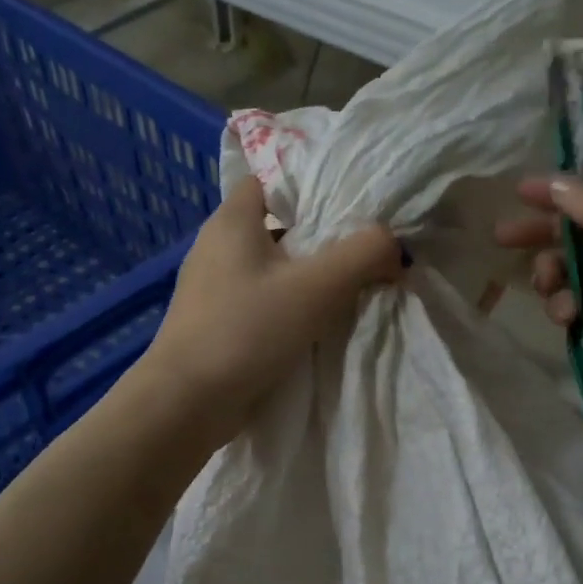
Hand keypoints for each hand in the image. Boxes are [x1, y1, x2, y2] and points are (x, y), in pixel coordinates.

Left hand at [139, 177, 402, 447]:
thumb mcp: (317, 287)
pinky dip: (286, 305)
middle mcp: (215, 246)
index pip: (270, 181)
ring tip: (347, 286)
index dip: (309, 186)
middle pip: (275, 226)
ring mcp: (211, 287)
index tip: (350, 204)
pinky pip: (259, 300)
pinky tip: (314, 323)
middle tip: (361, 248)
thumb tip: (395, 245)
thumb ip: (363, 255)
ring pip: (269, 267)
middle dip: (317, 236)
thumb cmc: (247, 330)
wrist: (187, 402)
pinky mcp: (214, 322)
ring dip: (304, 275)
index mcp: (231, 221)